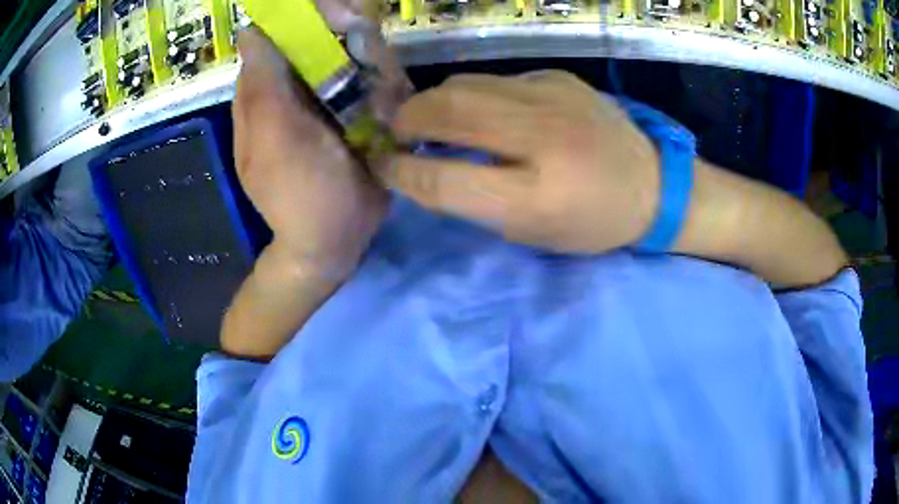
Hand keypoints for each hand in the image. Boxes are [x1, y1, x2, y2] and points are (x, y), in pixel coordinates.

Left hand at [233, 27, 386, 281]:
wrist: (334, 241)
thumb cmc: (299, 193)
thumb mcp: (274, 139)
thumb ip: (262, 85)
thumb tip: (249, 31)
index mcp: (265, 92)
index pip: (281, 33)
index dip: (306, 17)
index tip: (337, 17)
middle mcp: (294, 88)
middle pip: (322, 38)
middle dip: (349, 42)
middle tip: (366, 66)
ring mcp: (328, 100)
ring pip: (354, 57)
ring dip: (373, 69)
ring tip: (377, 103)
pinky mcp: (356, 113)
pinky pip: (373, 81)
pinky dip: (385, 87)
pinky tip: (386, 110)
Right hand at [379, 71, 659, 253]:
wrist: (652, 184)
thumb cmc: (591, 222)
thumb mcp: (531, 233)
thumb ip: (473, 201)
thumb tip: (422, 170)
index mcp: (537, 197)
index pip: (444, 179)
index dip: (401, 172)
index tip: (383, 166)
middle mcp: (543, 138)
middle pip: (447, 112)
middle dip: (406, 120)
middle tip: (396, 133)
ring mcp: (551, 97)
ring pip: (464, 85)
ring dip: (434, 102)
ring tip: (429, 119)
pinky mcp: (558, 77)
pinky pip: (495, 80)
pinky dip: (474, 95)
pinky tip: (483, 111)